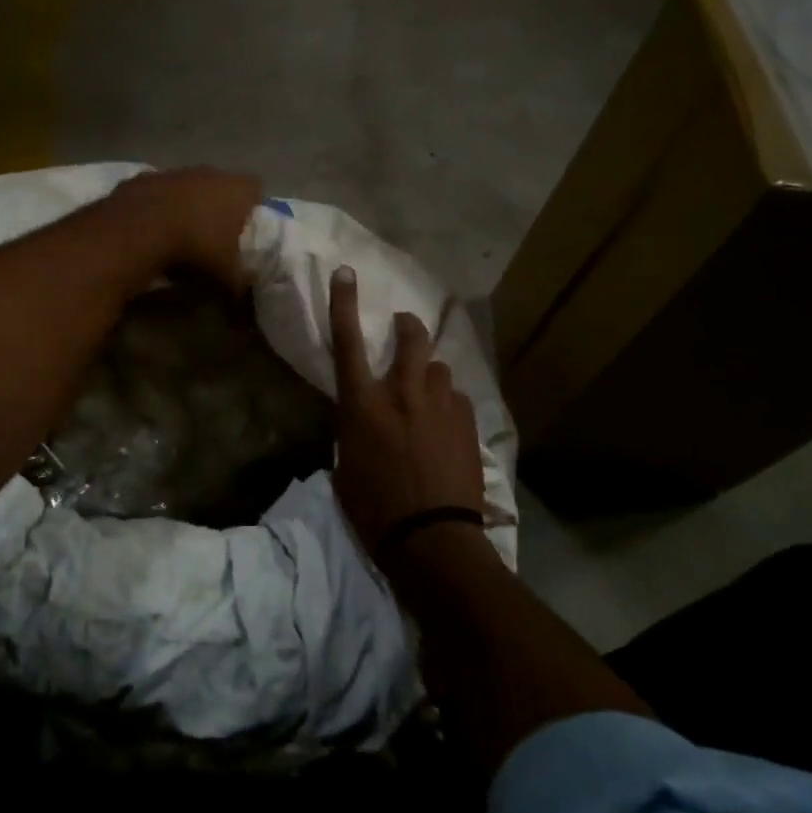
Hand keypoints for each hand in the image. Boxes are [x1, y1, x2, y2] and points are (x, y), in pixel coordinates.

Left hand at [109, 167, 261, 291]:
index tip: (246, 224)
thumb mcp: (225, 274)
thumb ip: (239, 282)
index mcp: (236, 189)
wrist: (139, 229)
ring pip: (187, 185)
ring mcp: (175, 172)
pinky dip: (157, 206)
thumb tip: (243, 294)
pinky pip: (158, 192)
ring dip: (186, 203)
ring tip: (180, 232)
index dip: (252, 205)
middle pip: (220, 184)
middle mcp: (208, 173)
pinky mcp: (145, 178)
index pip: (255, 188)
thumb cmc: (196, 246)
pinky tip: (152, 228)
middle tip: (214, 232)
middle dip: (218, 204)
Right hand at [328, 265, 488, 556]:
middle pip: (412, 338)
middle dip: (409, 327)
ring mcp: (441, 406)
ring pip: (440, 369)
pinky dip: (450, 406)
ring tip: (430, 397)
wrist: (432, 540)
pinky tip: (448, 429)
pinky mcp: (467, 423)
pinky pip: (458, 400)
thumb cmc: (374, 511)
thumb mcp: (346, 470)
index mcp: (363, 405)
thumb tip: (362, 425)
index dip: (343, 303)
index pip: (347, 343)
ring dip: (431, 377)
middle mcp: (403, 394)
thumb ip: (354, 434)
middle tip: (406, 327)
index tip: (347, 272)